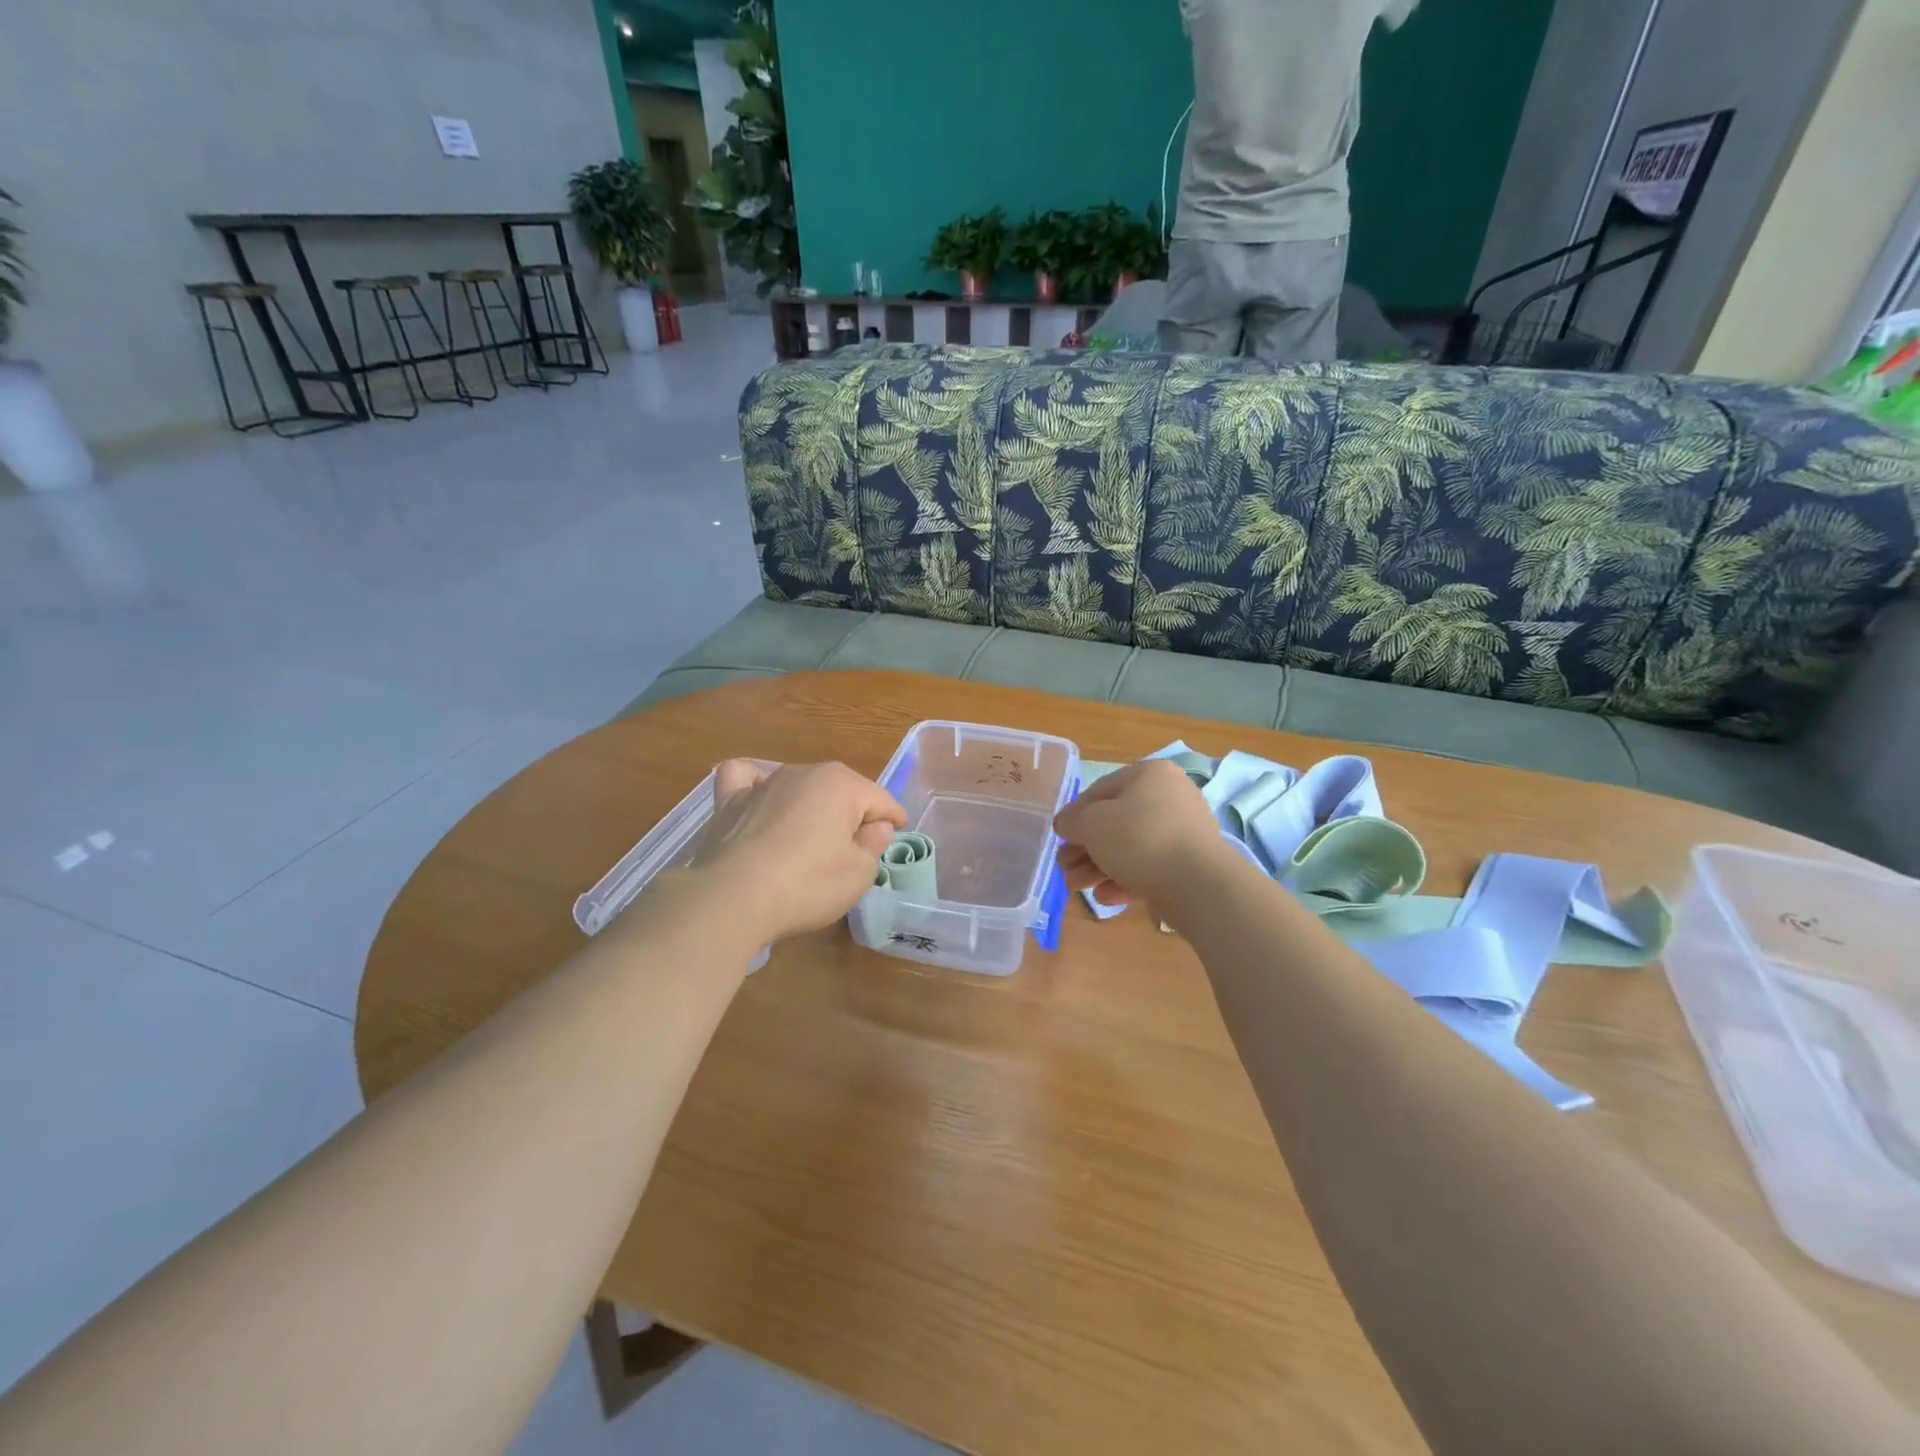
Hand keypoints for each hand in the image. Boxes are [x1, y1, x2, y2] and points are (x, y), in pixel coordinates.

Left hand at [690, 760, 906, 941]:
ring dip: (810, 805)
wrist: (732, 899)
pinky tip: (758, 799)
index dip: (893, 821)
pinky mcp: (728, 801)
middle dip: (853, 813)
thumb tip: (876, 825)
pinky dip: (755, 785)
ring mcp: (763, 784)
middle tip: (855, 850)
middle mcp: (804, 772)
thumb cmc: (807, 885)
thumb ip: (874, 844)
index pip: (881, 800)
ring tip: (810, 838)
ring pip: (799, 785)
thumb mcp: (859, 873)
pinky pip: (745, 779)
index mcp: (842, 785)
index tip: (896, 838)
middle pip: (842, 790)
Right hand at [1054, 758, 1227, 908]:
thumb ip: (1072, 820)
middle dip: (1085, 848)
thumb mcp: (1091, 823)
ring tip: (1077, 888)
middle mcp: (1169, 797)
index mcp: (1149, 775)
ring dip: (1098, 868)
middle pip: (1114, 822)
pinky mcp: (1188, 864)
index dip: (1075, 815)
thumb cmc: (1139, 839)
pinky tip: (1105, 897)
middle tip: (1065, 867)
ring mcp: (1182, 832)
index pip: (1100, 791)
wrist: (1198, 884)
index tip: (1060, 839)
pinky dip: (1125, 880)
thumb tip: (1066, 823)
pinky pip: (1149, 868)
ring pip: (1130, 848)